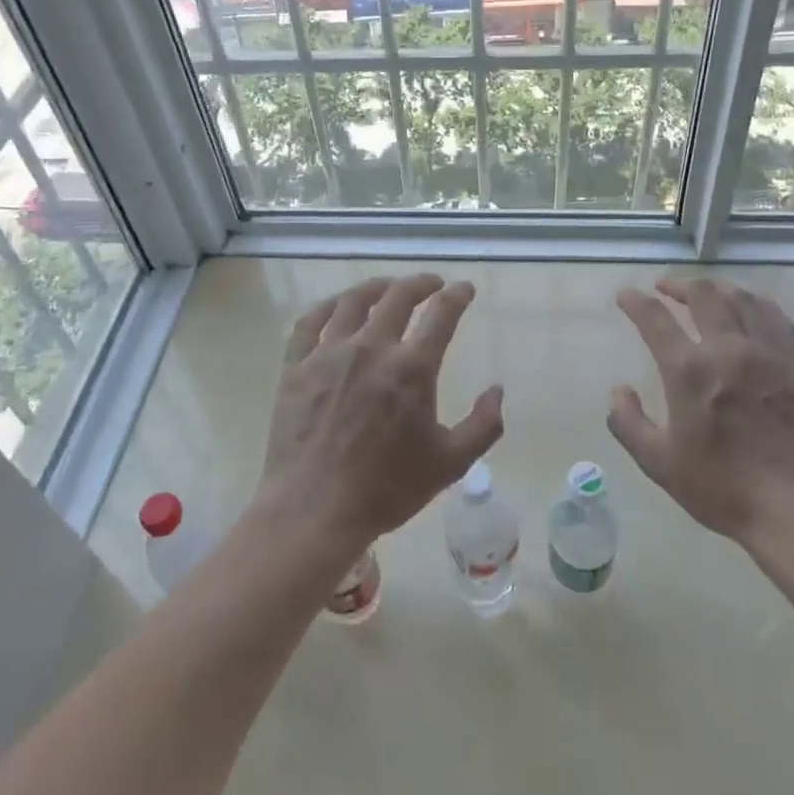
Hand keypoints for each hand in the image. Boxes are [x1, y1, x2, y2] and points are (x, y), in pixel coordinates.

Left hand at [258, 274, 503, 550]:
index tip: (465, 288)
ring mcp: (329, 354)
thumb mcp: (450, 464)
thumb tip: (497, 389)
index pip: (442, 314)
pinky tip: (337, 305)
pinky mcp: (296, 366)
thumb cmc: (387, 489)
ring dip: (377, 287)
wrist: (314, 511)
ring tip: (388, 287)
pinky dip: (328, 306)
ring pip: (353, 301)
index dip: (457, 295)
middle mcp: (371, 348)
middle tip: (431, 284)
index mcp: (412, 368)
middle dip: (420, 283)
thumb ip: (483, 425)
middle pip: (398, 297)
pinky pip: (310, 322)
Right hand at [608, 277, 793, 544]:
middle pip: (702, 295)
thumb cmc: (723, 489)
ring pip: (741, 299)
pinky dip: (757, 304)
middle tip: (665, 289)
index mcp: (689, 371)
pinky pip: (777, 318)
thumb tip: (619, 390)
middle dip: (678, 285)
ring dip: (717, 289)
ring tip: (705, 292)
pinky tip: (751, 307)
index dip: (636, 301)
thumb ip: (629, 424)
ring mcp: (769, 353)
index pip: (655, 319)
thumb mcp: (659, 465)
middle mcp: (728, 349)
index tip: (626, 295)